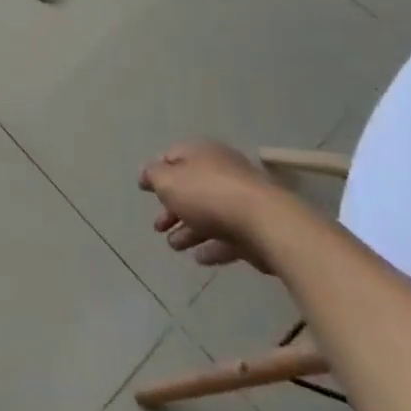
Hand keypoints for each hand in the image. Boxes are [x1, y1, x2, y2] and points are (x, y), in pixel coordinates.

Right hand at [139, 140, 284, 271]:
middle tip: (158, 227)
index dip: (157, 173)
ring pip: (208, 213)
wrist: (265, 222)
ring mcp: (239, 199)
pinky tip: (199, 258)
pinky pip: (227, 235)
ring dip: (189, 229)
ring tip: (174, 246)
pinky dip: (211, 245)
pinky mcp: (254, 226)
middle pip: (190, 187)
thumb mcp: (168, 181)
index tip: (145, 190)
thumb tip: (147, 173)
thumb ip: (153, 176)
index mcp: (200, 152)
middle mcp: (220, 170)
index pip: (173, 156)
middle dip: (172, 207)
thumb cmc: (208, 194)